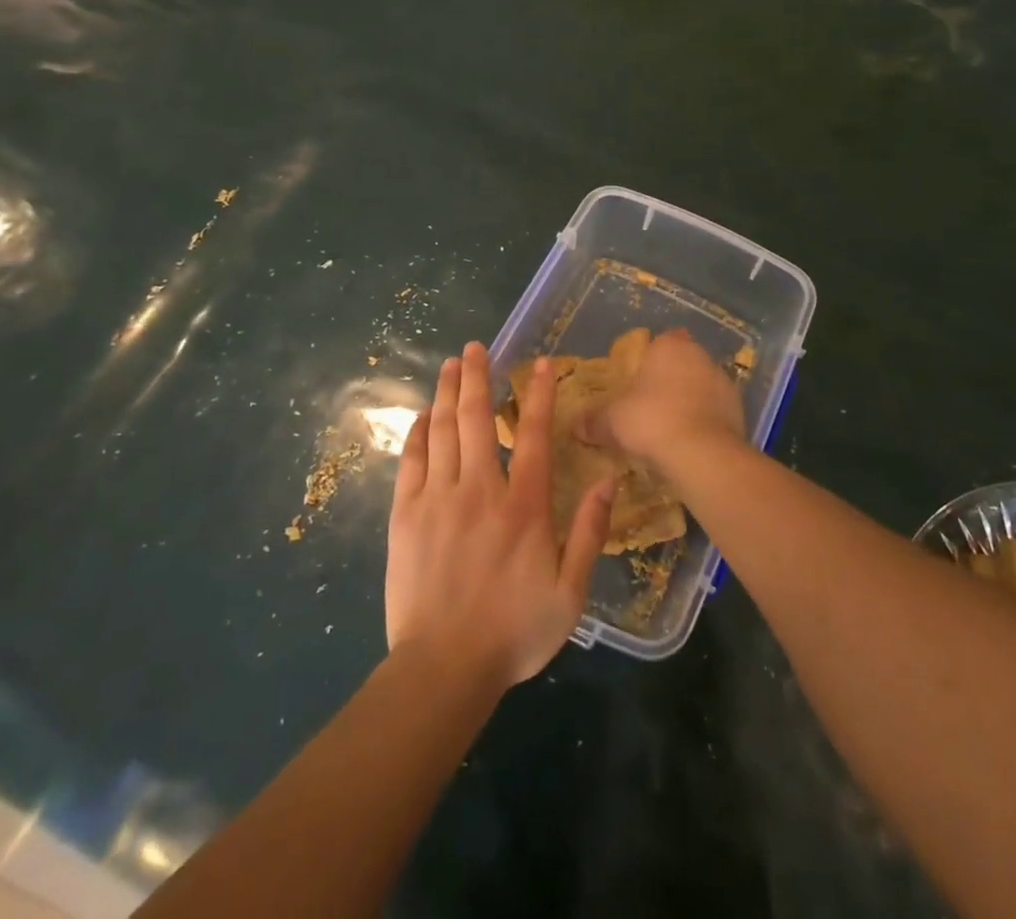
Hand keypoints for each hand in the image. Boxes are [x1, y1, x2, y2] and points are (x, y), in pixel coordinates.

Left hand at [386, 342, 613, 689]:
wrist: (442, 669)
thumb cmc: (513, 631)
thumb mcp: (570, 592)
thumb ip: (589, 532)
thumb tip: (610, 479)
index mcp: (523, 506)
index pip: (531, 434)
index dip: (536, 394)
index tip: (538, 363)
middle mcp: (479, 490)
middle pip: (475, 418)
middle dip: (477, 376)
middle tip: (477, 346)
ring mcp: (437, 499)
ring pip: (442, 430)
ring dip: (446, 392)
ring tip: (450, 363)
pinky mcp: (405, 515)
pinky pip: (411, 460)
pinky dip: (418, 431)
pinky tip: (423, 414)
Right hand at [598, 328, 744, 464]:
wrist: (703, 453)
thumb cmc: (651, 420)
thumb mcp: (612, 422)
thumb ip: (594, 421)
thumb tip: (576, 425)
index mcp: (669, 346)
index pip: (661, 341)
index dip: (651, 358)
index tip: (639, 380)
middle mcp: (699, 355)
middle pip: (683, 362)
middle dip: (670, 379)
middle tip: (651, 405)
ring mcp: (723, 381)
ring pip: (702, 385)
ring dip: (690, 399)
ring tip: (671, 427)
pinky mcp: (739, 408)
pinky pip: (716, 410)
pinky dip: (706, 420)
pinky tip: (692, 441)